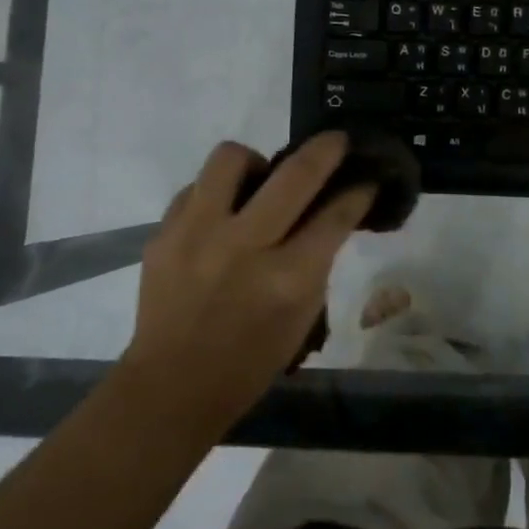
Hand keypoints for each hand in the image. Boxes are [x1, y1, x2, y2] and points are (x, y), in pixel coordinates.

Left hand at [124, 132, 374, 423]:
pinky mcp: (163, 233)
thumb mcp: (302, 317)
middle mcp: (244, 246)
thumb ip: (317, 260)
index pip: (334, 216)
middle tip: (335, 142)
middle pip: (295, 174)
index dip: (357, 191)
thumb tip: (330, 212)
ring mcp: (197, 234)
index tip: (365, 177)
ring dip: (255, 161)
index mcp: (287, 279)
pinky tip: (220, 216)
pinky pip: (195, 187)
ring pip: (230, 158)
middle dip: (326, 149)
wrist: (172, 385)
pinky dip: (215, 194)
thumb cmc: (250, 361)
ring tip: (258, 181)